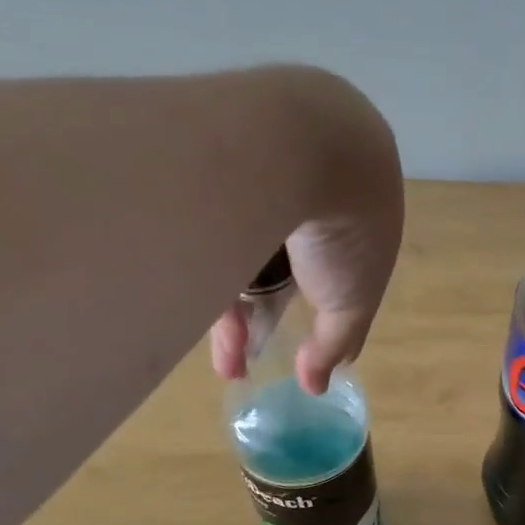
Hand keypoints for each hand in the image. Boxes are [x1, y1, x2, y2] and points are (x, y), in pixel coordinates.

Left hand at [210, 71, 404, 393]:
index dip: (307, 317)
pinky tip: (172, 290)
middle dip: (255, 316)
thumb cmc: (342, 229)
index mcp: (351, 213)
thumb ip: (338, 341)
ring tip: (194, 340)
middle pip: (277, 262)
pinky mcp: (209, 146)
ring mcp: (258, 162)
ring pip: (236, 236)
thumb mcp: (352, 299)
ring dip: (221, 291)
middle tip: (233, 362)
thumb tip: (317, 384)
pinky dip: (194, 250)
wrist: (300, 140)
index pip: (328, 275)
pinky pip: (201, 210)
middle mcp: (306, 185)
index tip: (281, 352)